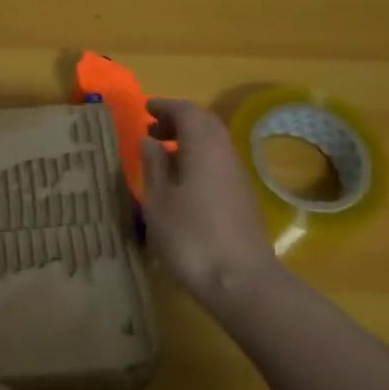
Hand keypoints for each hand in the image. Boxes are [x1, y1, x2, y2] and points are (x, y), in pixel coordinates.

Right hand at [140, 98, 282, 305]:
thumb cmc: (192, 237)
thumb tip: (149, 140)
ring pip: (214, 144)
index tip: (145, 109)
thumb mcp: (159, 200)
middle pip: (205, 124)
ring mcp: (238, 177)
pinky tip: (181, 182)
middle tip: (152, 129)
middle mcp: (225, 154)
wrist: (242, 282)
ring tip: (162, 155)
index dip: (165, 106)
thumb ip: (153, 165)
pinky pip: (218, 163)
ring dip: (189, 141)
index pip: (187, 111)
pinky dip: (198, 159)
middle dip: (179, 121)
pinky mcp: (243, 198)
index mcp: (204, 147)